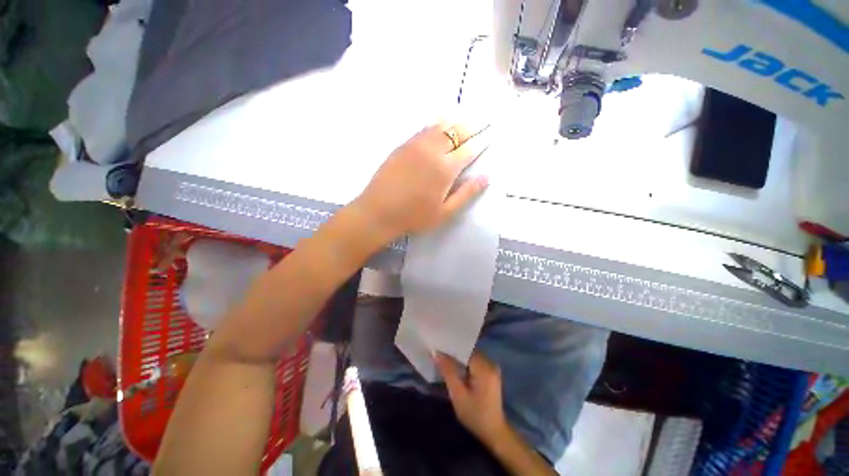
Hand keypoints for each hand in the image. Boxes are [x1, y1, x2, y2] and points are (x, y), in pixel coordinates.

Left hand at [354, 121, 490, 241]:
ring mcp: (415, 145)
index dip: (482, 140)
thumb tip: (487, 176)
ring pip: (439, 126)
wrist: (378, 212)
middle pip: (456, 132)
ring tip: (464, 119)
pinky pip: (423, 129)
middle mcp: (432, 151)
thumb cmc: (414, 216)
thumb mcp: (445, 212)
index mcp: (445, 169)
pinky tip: (439, 124)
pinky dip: (436, 124)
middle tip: (482, 121)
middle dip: (471, 126)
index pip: (469, 149)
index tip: (492, 132)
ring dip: (454, 122)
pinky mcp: (402, 146)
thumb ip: (467, 193)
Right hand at [435, 351, 507, 445]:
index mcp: (484, 368)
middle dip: (453, 352)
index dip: (450, 348)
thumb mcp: (457, 395)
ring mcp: (492, 367)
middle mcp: (490, 363)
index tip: (437, 347)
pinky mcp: (490, 372)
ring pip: (471, 355)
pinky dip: (464, 363)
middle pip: (468, 351)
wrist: (494, 432)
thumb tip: (436, 353)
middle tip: (438, 353)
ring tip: (444, 359)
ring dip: (458, 358)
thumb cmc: (475, 415)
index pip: (465, 350)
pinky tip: (455, 367)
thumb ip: (448, 371)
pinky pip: (475, 361)